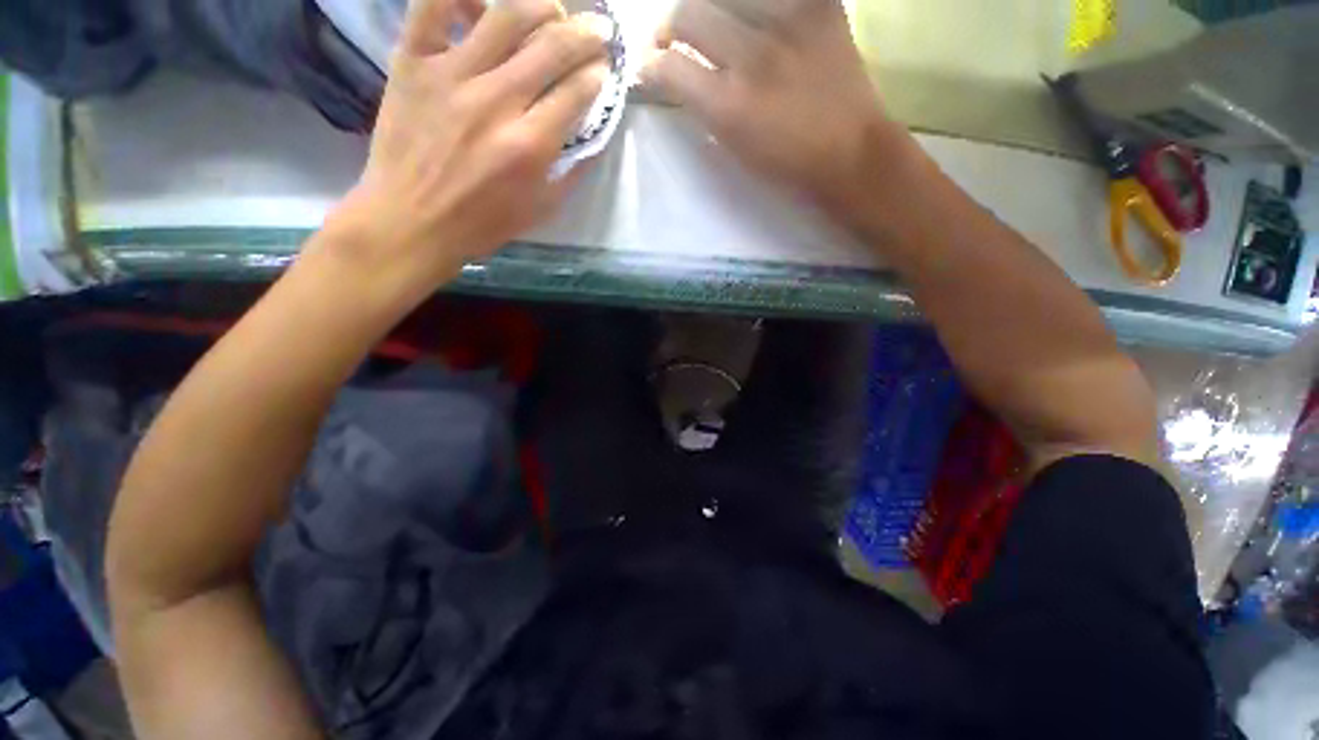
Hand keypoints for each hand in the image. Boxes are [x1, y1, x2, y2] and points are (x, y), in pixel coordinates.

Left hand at [325, 0, 614, 294]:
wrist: (411, 221)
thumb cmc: (482, 223)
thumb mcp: (541, 210)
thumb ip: (572, 172)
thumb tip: (593, 137)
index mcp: (530, 144)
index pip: (577, 91)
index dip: (599, 75)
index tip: (606, 71)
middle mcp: (496, 100)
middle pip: (552, 46)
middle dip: (587, 34)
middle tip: (599, 30)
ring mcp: (451, 74)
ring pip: (505, 15)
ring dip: (541, 6)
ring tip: (555, 11)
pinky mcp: (412, 62)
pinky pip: (432, 5)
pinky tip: (481, 1)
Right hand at [644, 0, 913, 217]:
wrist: (850, 152)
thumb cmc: (786, 164)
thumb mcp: (734, 148)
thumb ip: (702, 108)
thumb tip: (677, 76)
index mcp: (728, 107)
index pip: (669, 66)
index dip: (650, 64)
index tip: (649, 65)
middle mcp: (752, 57)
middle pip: (689, 12)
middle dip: (670, 26)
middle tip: (675, 37)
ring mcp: (789, 22)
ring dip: (709, 8)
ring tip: (715, 23)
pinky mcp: (820, 4)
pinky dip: (753, 6)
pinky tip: (754, 18)